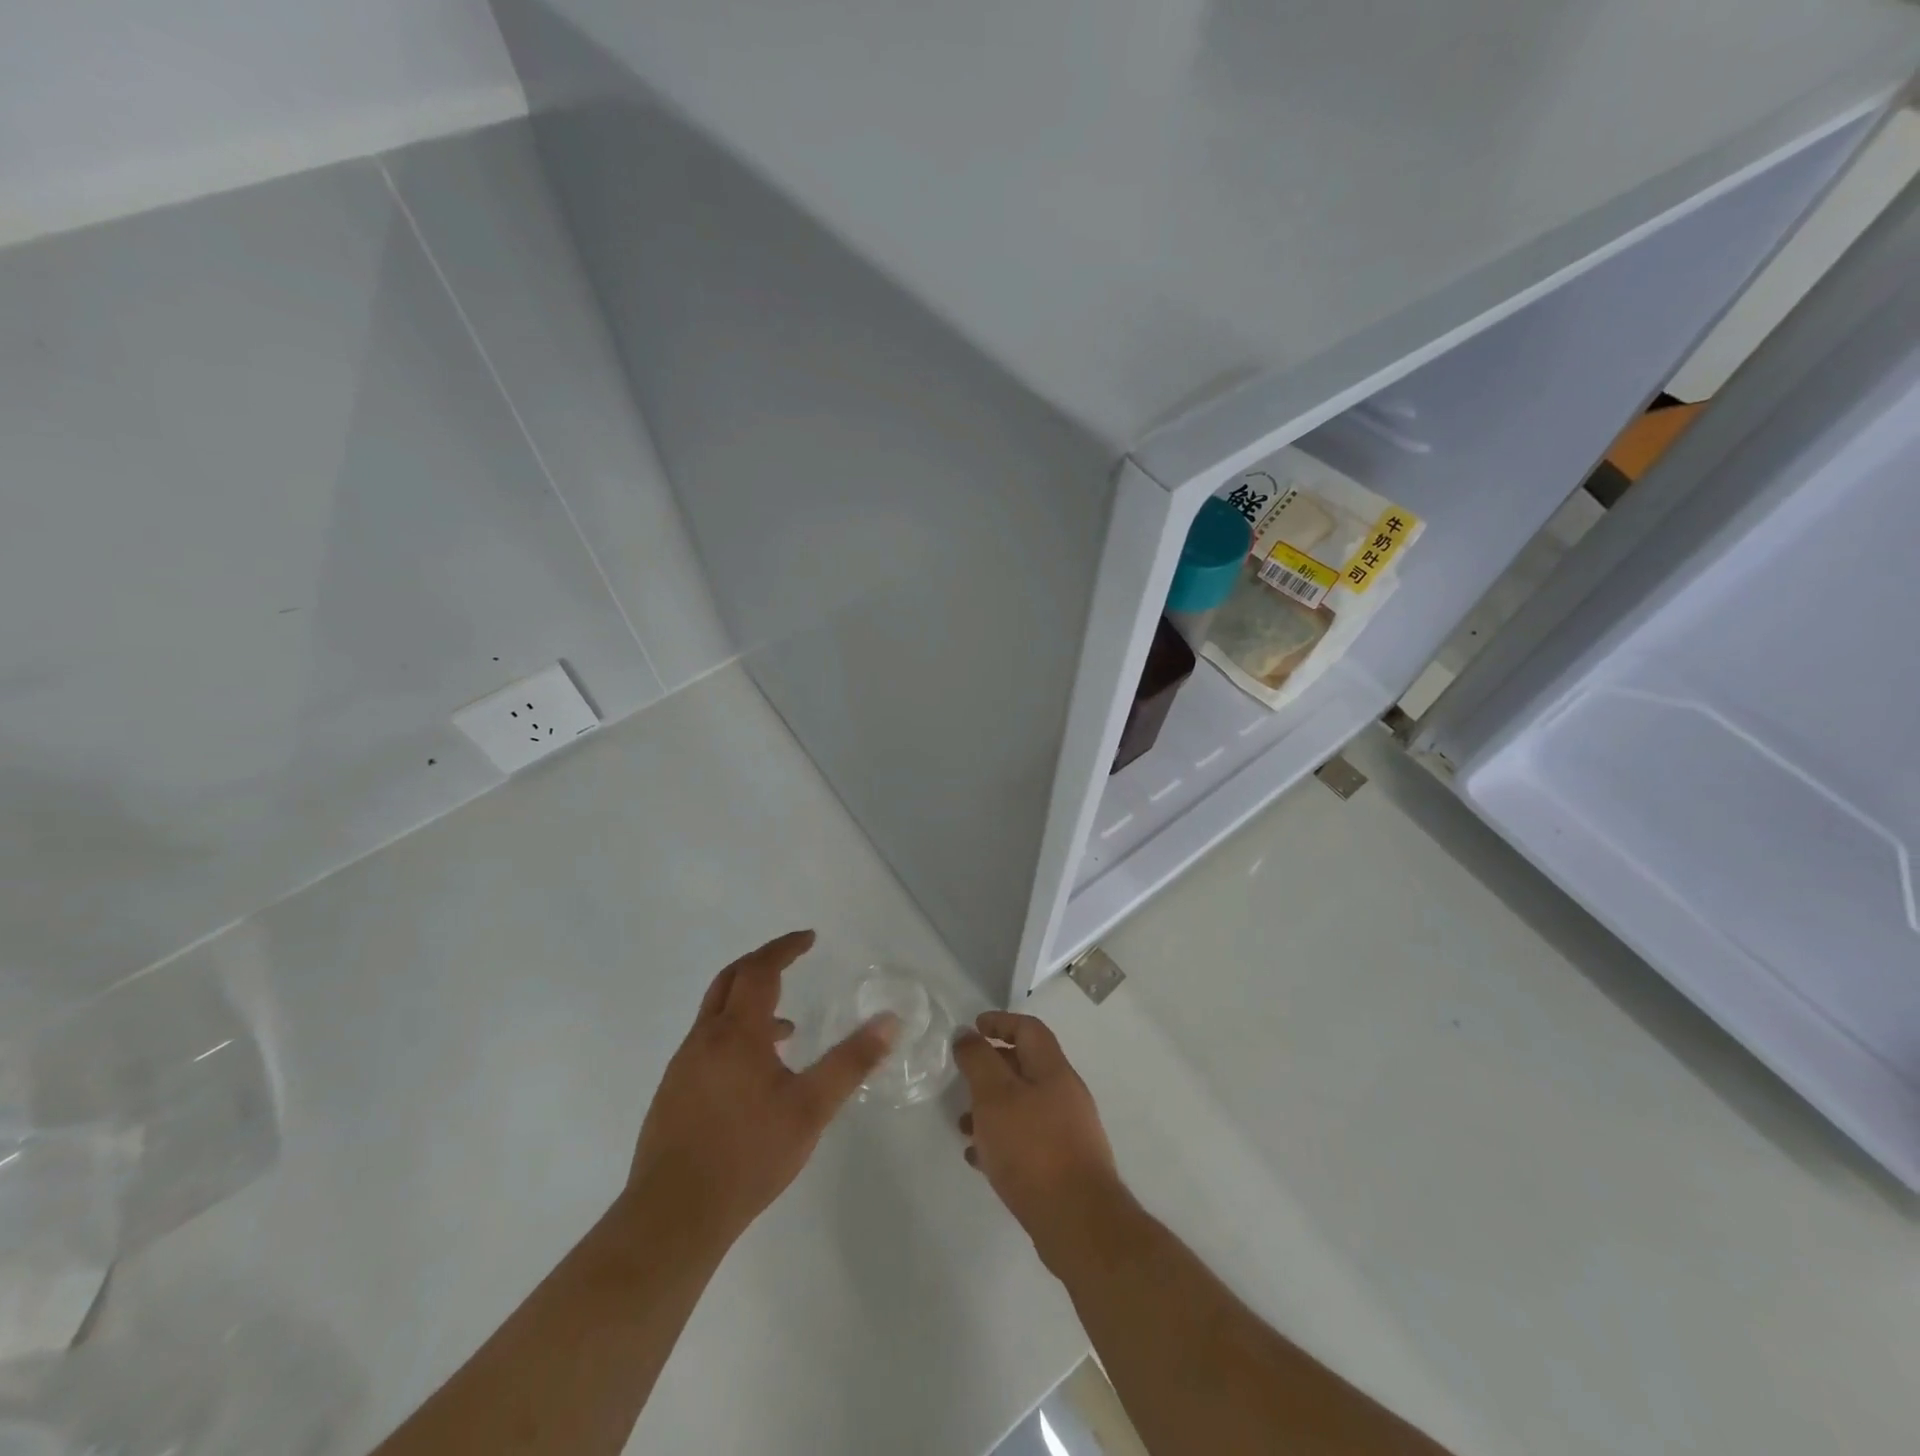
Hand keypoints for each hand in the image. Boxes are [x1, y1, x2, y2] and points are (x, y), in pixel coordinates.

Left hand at [621, 931, 897, 1249]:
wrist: (672, 1217)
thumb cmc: (747, 1156)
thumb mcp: (811, 1109)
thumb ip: (851, 1062)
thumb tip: (890, 1021)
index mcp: (736, 1033)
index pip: (760, 970)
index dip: (784, 948)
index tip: (808, 937)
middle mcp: (704, 1039)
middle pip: (730, 979)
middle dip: (762, 962)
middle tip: (792, 959)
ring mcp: (683, 1066)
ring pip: (715, 1013)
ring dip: (748, 1001)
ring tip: (786, 1027)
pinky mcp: (673, 1093)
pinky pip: (707, 1042)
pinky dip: (734, 1032)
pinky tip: (755, 1074)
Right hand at [954, 1012, 1121, 1269]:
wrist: (1079, 1223)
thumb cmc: (1033, 1148)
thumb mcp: (995, 1096)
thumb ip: (978, 1061)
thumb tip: (966, 1034)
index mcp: (1053, 1070)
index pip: (1028, 1029)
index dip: (1000, 1022)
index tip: (973, 1027)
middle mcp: (1065, 1094)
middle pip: (1026, 1066)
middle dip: (992, 1068)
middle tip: (963, 1078)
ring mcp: (1068, 1131)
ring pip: (1023, 1106)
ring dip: (992, 1108)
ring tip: (963, 1125)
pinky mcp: (1064, 1165)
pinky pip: (1027, 1140)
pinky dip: (1002, 1139)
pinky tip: (979, 1158)